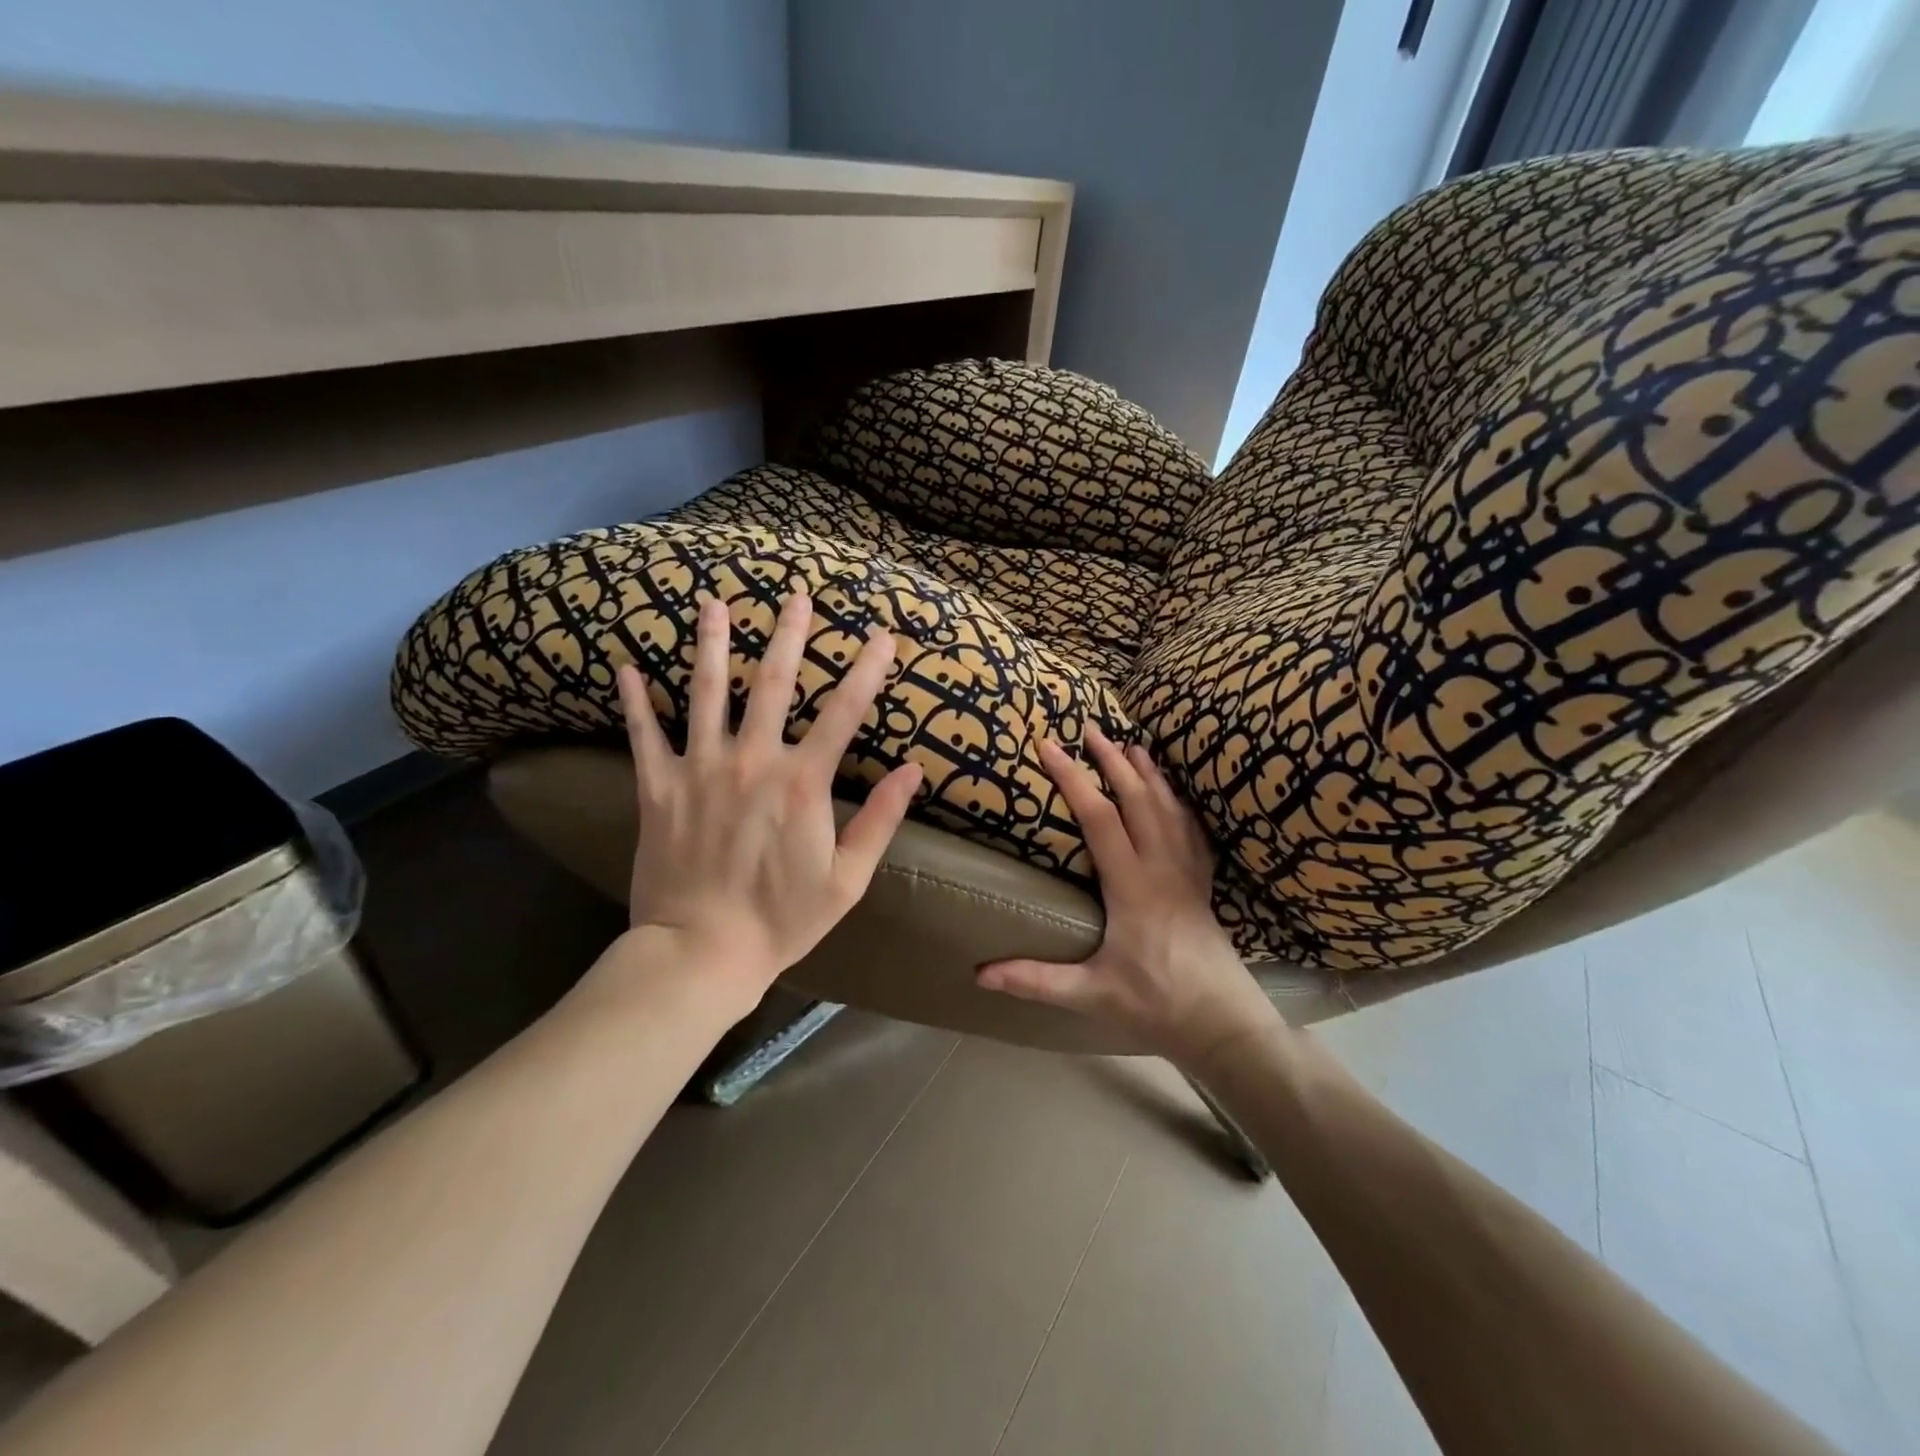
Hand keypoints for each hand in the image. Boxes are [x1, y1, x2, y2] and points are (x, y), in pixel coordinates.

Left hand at [612, 591, 921, 1006]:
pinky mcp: (658, 788)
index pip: (844, 713)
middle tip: (795, 596)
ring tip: (713, 603)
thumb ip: (881, 820)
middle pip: (772, 684)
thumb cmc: (783, 920)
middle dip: (788, 635)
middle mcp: (751, 761)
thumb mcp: (848, 878)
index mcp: (802, 782)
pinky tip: (625, 668)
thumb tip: (913, 771)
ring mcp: (700, 770)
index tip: (883, 637)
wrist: (702, 952)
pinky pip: (644, 736)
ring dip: (712, 644)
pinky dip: (635, 702)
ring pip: (705, 693)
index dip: (867, 671)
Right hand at [977, 729, 1280, 1069]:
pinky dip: (1179, 802)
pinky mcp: (1202, 884)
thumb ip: (1035, 980)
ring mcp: (1187, 872)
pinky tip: (1174, 794)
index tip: (1049, 746)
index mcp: (1132, 886)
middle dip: (1112, 760)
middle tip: (1091, 728)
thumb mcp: (1091, 994)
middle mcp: (1162, 867)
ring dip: (1148, 773)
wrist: (1224, 1023)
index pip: (1098, 818)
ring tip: (1133, 745)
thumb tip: (979, 973)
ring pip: (1168, 808)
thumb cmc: (1156, 1005)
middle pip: (1137, 799)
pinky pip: (1192, 830)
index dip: (1072, 778)